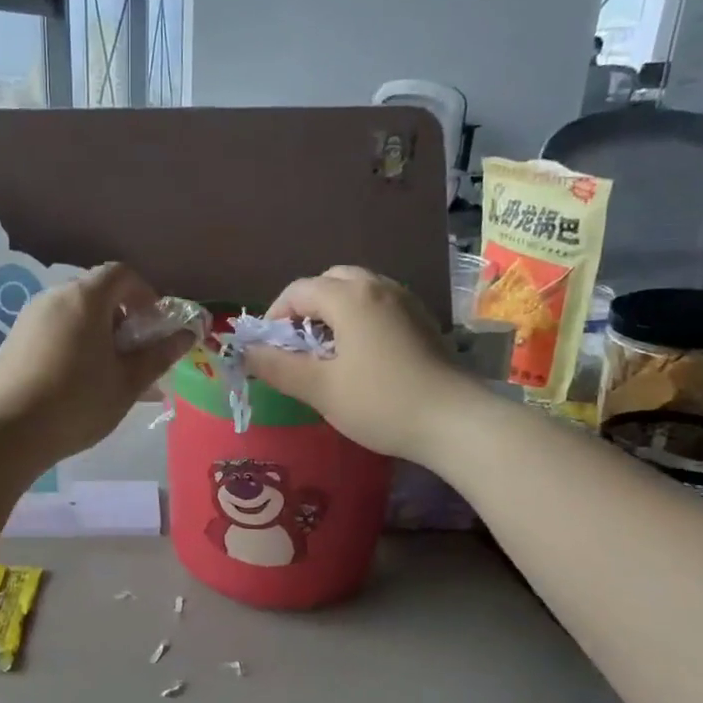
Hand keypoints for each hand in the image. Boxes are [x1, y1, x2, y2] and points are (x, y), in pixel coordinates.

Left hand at [0, 263, 193, 467]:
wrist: (6, 433)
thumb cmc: (77, 403)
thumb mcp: (127, 383)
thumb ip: (158, 355)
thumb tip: (186, 335)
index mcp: (85, 299)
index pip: (121, 274)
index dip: (145, 294)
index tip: (154, 327)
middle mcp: (53, 297)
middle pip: (96, 293)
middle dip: (122, 318)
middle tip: (133, 355)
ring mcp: (28, 318)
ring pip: (73, 314)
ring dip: (97, 334)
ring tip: (107, 375)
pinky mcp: (12, 341)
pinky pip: (53, 331)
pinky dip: (72, 344)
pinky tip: (76, 383)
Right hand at [243, 266, 458, 462]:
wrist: (456, 421)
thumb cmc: (381, 403)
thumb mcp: (320, 389)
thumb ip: (277, 367)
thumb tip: (245, 352)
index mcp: (350, 297)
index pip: (298, 290)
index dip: (275, 316)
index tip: (269, 349)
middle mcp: (379, 287)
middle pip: (330, 281)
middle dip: (306, 307)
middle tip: (298, 345)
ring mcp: (406, 301)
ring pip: (358, 290)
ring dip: (333, 311)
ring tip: (327, 351)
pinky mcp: (423, 320)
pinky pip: (380, 304)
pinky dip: (359, 318)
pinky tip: (361, 355)